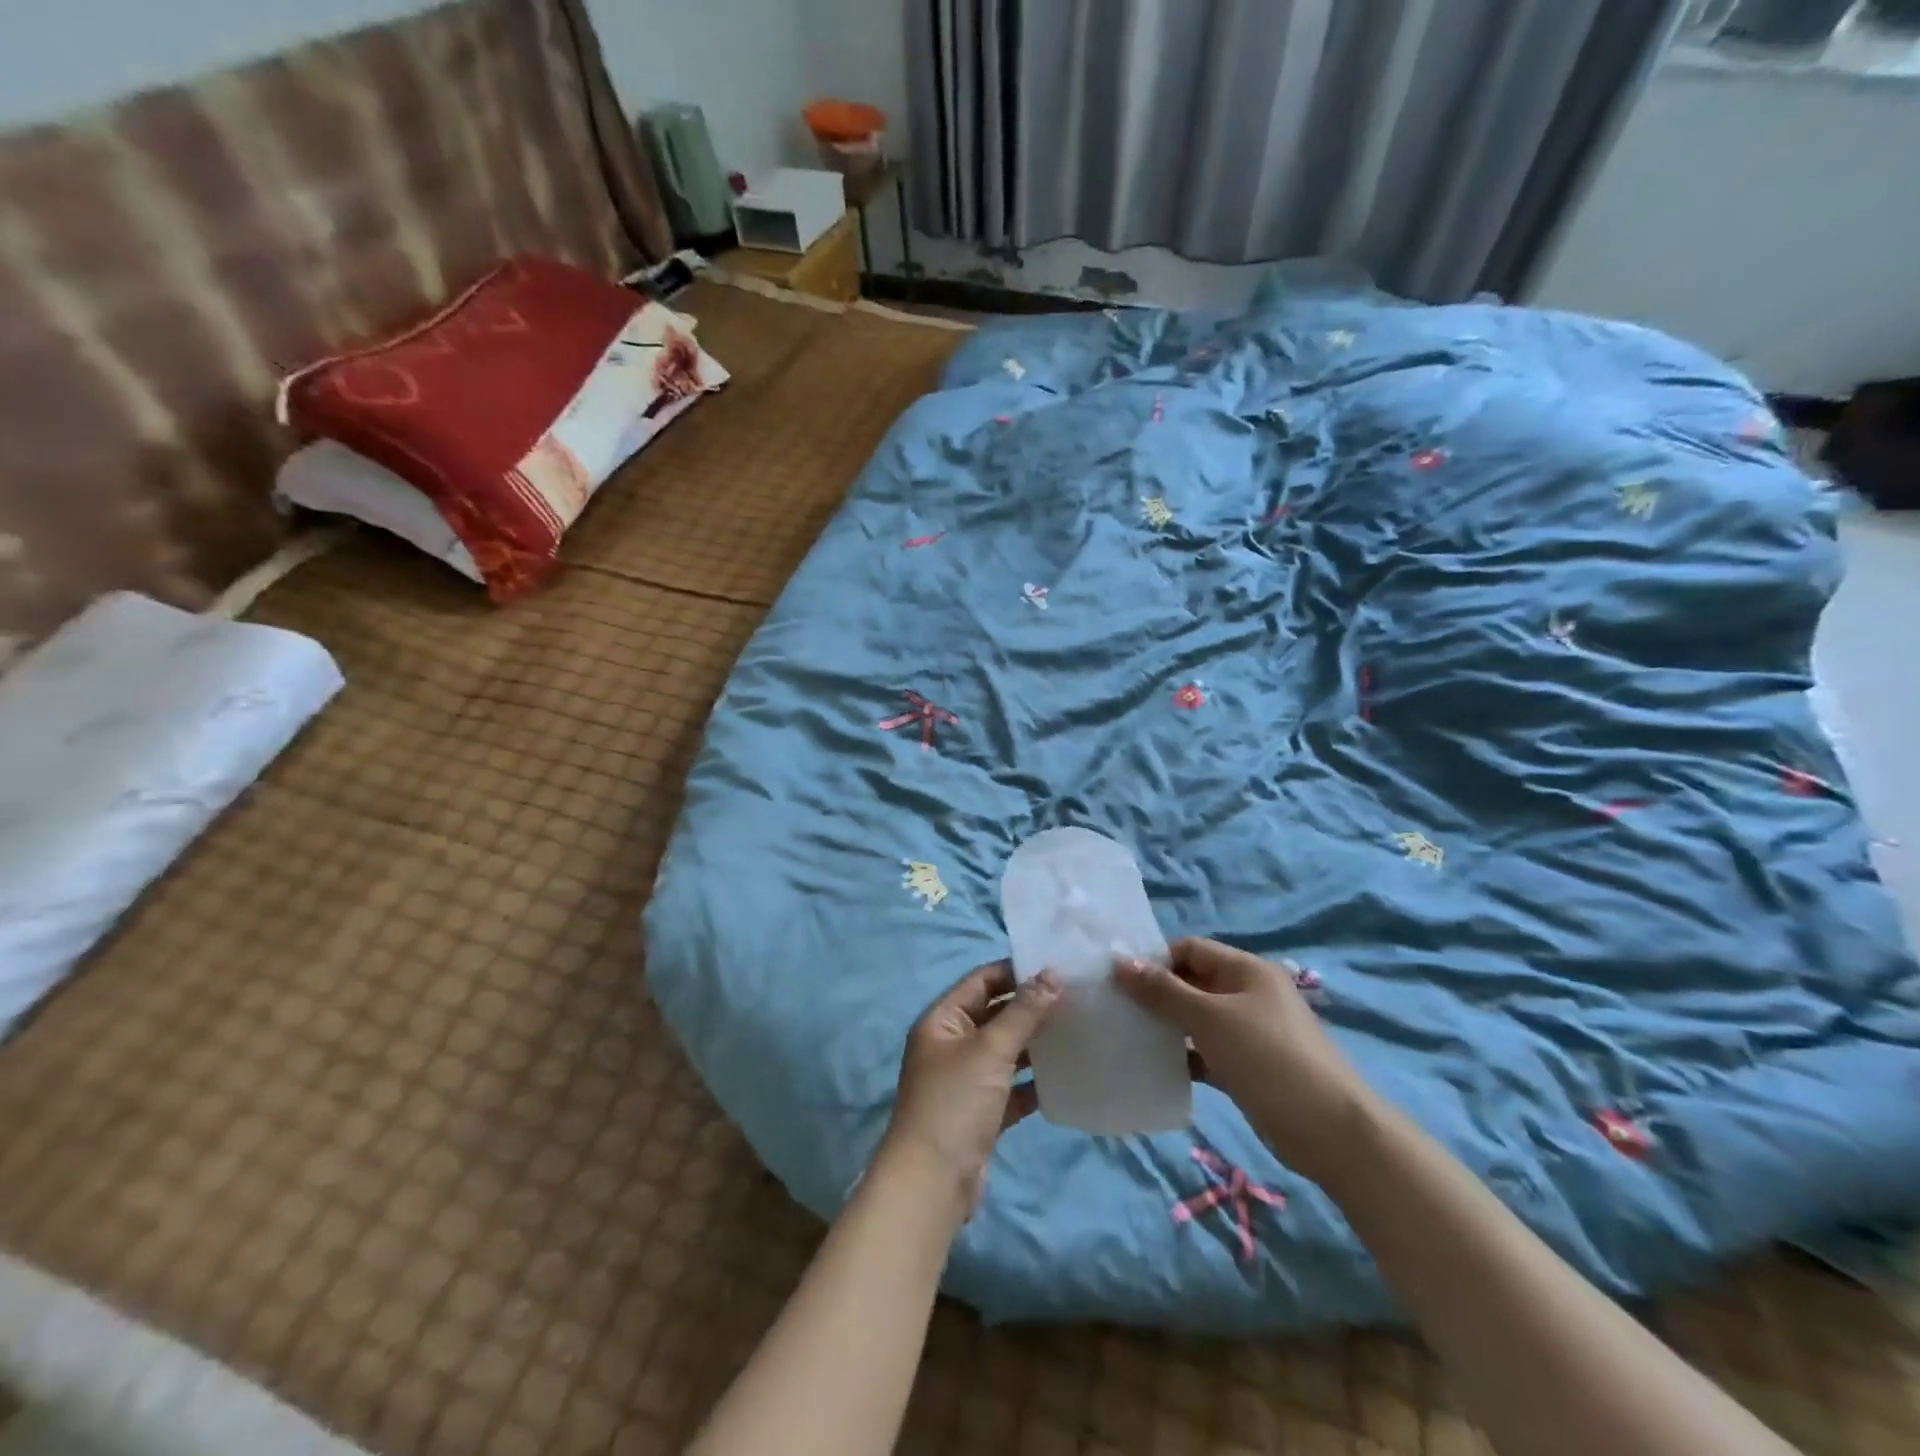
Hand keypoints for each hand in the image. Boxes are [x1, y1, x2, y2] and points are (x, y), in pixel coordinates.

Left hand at [882, 961, 1059, 1215]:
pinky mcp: (981, 1112)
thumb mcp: (990, 1050)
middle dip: (1030, 1007)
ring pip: (1005, 1051)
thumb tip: (1052, 974)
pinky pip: (1011, 1087)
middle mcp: (951, 1045)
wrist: (933, 1183)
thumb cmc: (956, 1102)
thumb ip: (1023, 1012)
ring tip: (1077, 1029)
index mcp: (942, 1020)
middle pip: (994, 1014)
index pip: (982, 981)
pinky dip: (1033, 1081)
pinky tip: (1065, 1074)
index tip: (1057, 966)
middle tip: (1075, 996)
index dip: (1016, 971)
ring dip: (1035, 1043)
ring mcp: (965, 1080)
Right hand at [1116, 937, 1368, 1184]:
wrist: (1332, 1132)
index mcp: (1245, 969)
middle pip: (1192, 982)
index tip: (1118, 980)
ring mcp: (1250, 1032)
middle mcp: (1248, 993)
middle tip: (1116, 1009)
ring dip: (1166, 1026)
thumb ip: (1163, 991)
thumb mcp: (1210, 1019)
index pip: (1190, 949)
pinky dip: (1184, 1056)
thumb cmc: (1268, 1059)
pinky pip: (1207, 1051)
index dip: (1155, 960)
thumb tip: (1119, 961)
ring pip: (1197, 1019)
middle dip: (1156, 993)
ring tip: (1127, 1036)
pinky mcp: (1248, 1067)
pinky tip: (1156, 1068)